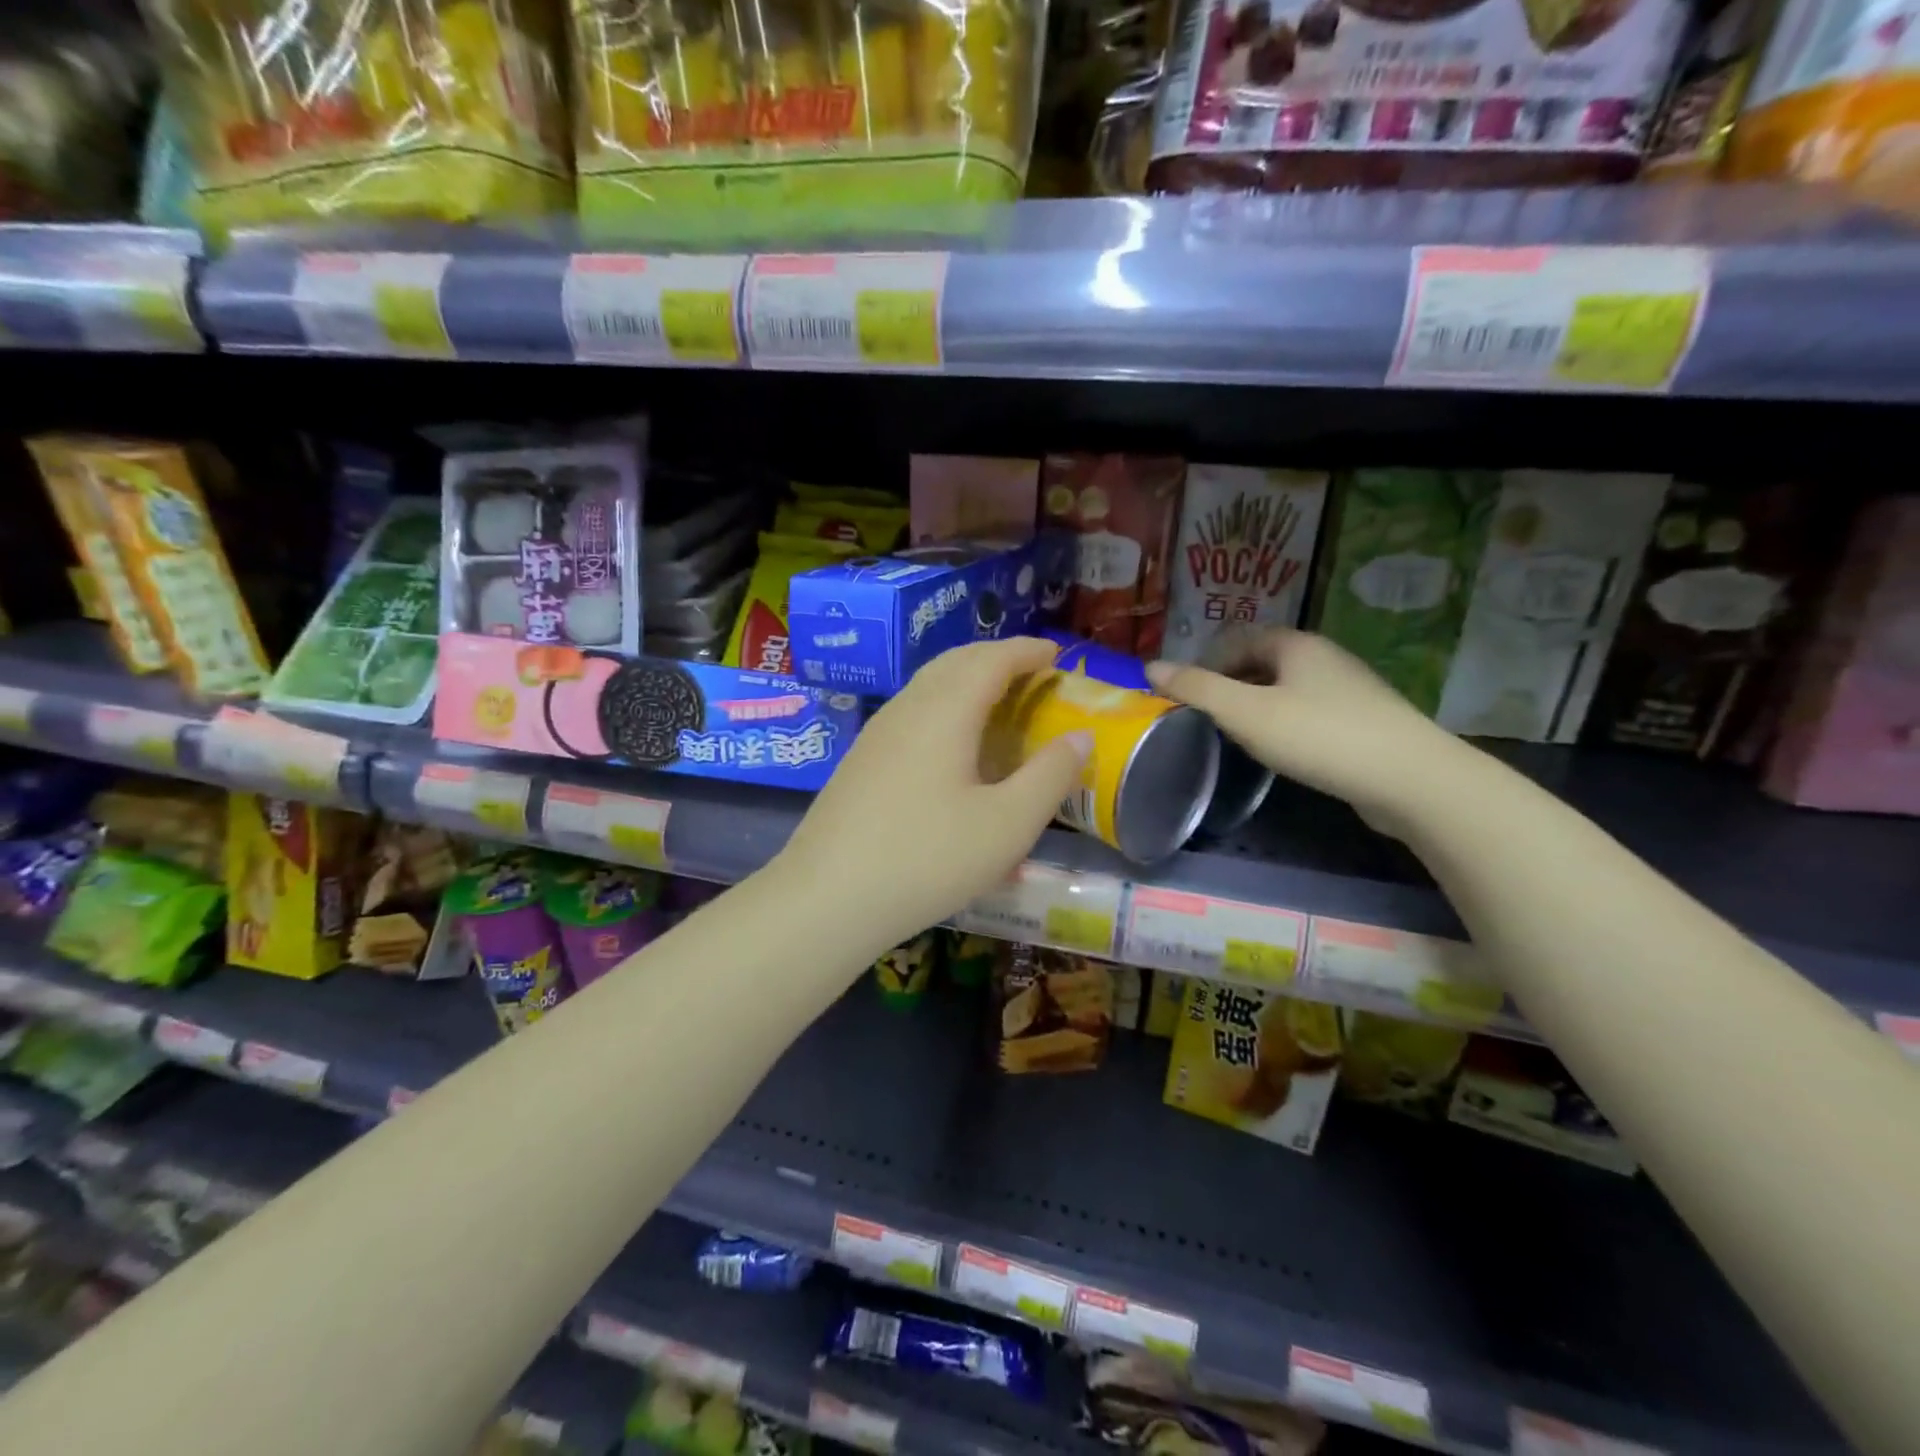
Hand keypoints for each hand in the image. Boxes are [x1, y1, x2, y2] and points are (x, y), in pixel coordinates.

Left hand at [772, 637, 1090, 956]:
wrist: (827, 897)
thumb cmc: (927, 858)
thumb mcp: (1007, 825)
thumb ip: (1050, 777)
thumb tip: (1080, 737)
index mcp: (945, 712)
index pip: (991, 659)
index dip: (1026, 651)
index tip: (1056, 654)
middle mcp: (908, 709)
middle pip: (955, 662)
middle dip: (996, 658)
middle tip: (1031, 673)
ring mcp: (877, 733)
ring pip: (928, 685)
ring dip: (966, 680)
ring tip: (997, 703)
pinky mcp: (861, 759)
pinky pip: (912, 711)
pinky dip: (944, 705)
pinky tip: (952, 744)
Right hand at [1145, 628, 1463, 831]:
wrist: (1410, 778)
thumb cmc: (1318, 736)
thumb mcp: (1245, 712)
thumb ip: (1196, 689)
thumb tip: (1150, 667)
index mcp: (1295, 645)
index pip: (1239, 639)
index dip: (1207, 663)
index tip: (1187, 696)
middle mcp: (1324, 657)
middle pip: (1263, 662)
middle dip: (1230, 685)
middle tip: (1207, 719)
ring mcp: (1349, 689)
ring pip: (1287, 689)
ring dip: (1257, 706)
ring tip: (1238, 737)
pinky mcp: (1364, 721)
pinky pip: (1310, 712)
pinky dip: (1286, 724)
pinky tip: (1283, 751)